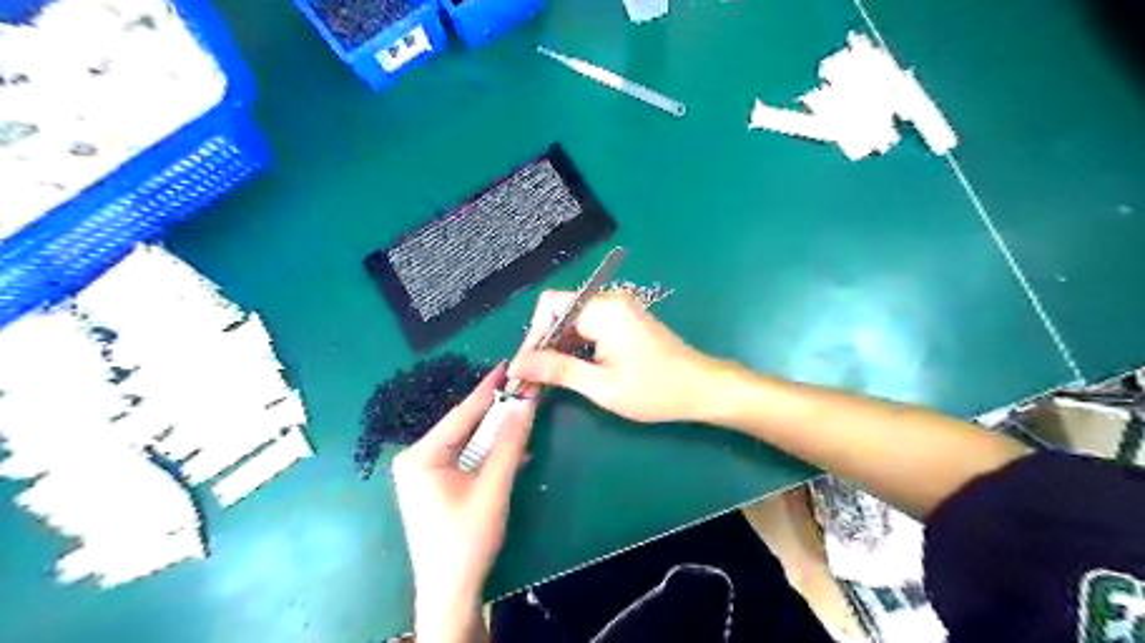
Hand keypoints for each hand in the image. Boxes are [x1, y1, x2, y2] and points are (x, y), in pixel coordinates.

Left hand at [394, 364, 536, 639]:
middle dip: (497, 413)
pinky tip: (514, 451)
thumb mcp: (493, 487)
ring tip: (524, 414)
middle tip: (524, 390)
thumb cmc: (467, 538)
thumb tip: (526, 402)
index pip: (462, 413)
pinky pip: (467, 459)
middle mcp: (417, 458)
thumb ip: (510, 442)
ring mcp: (425, 472)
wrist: (451, 591)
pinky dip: (490, 455)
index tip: (509, 364)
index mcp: (421, 455)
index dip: (489, 388)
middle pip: (465, 426)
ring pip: (469, 443)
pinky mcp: (436, 484)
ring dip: (497, 435)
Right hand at [513, 290, 721, 422]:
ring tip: (548, 378)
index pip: (550, 308)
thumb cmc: (655, 390)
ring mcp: (619, 308)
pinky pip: (588, 324)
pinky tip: (572, 369)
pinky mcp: (624, 319)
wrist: (701, 388)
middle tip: (532, 378)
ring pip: (572, 319)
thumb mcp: (601, 386)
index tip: (524, 369)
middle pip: (559, 311)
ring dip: (558, 346)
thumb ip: (557, 371)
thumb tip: (517, 366)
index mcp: (604, 310)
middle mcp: (609, 300)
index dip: (532, 337)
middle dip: (543, 344)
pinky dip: (576, 345)